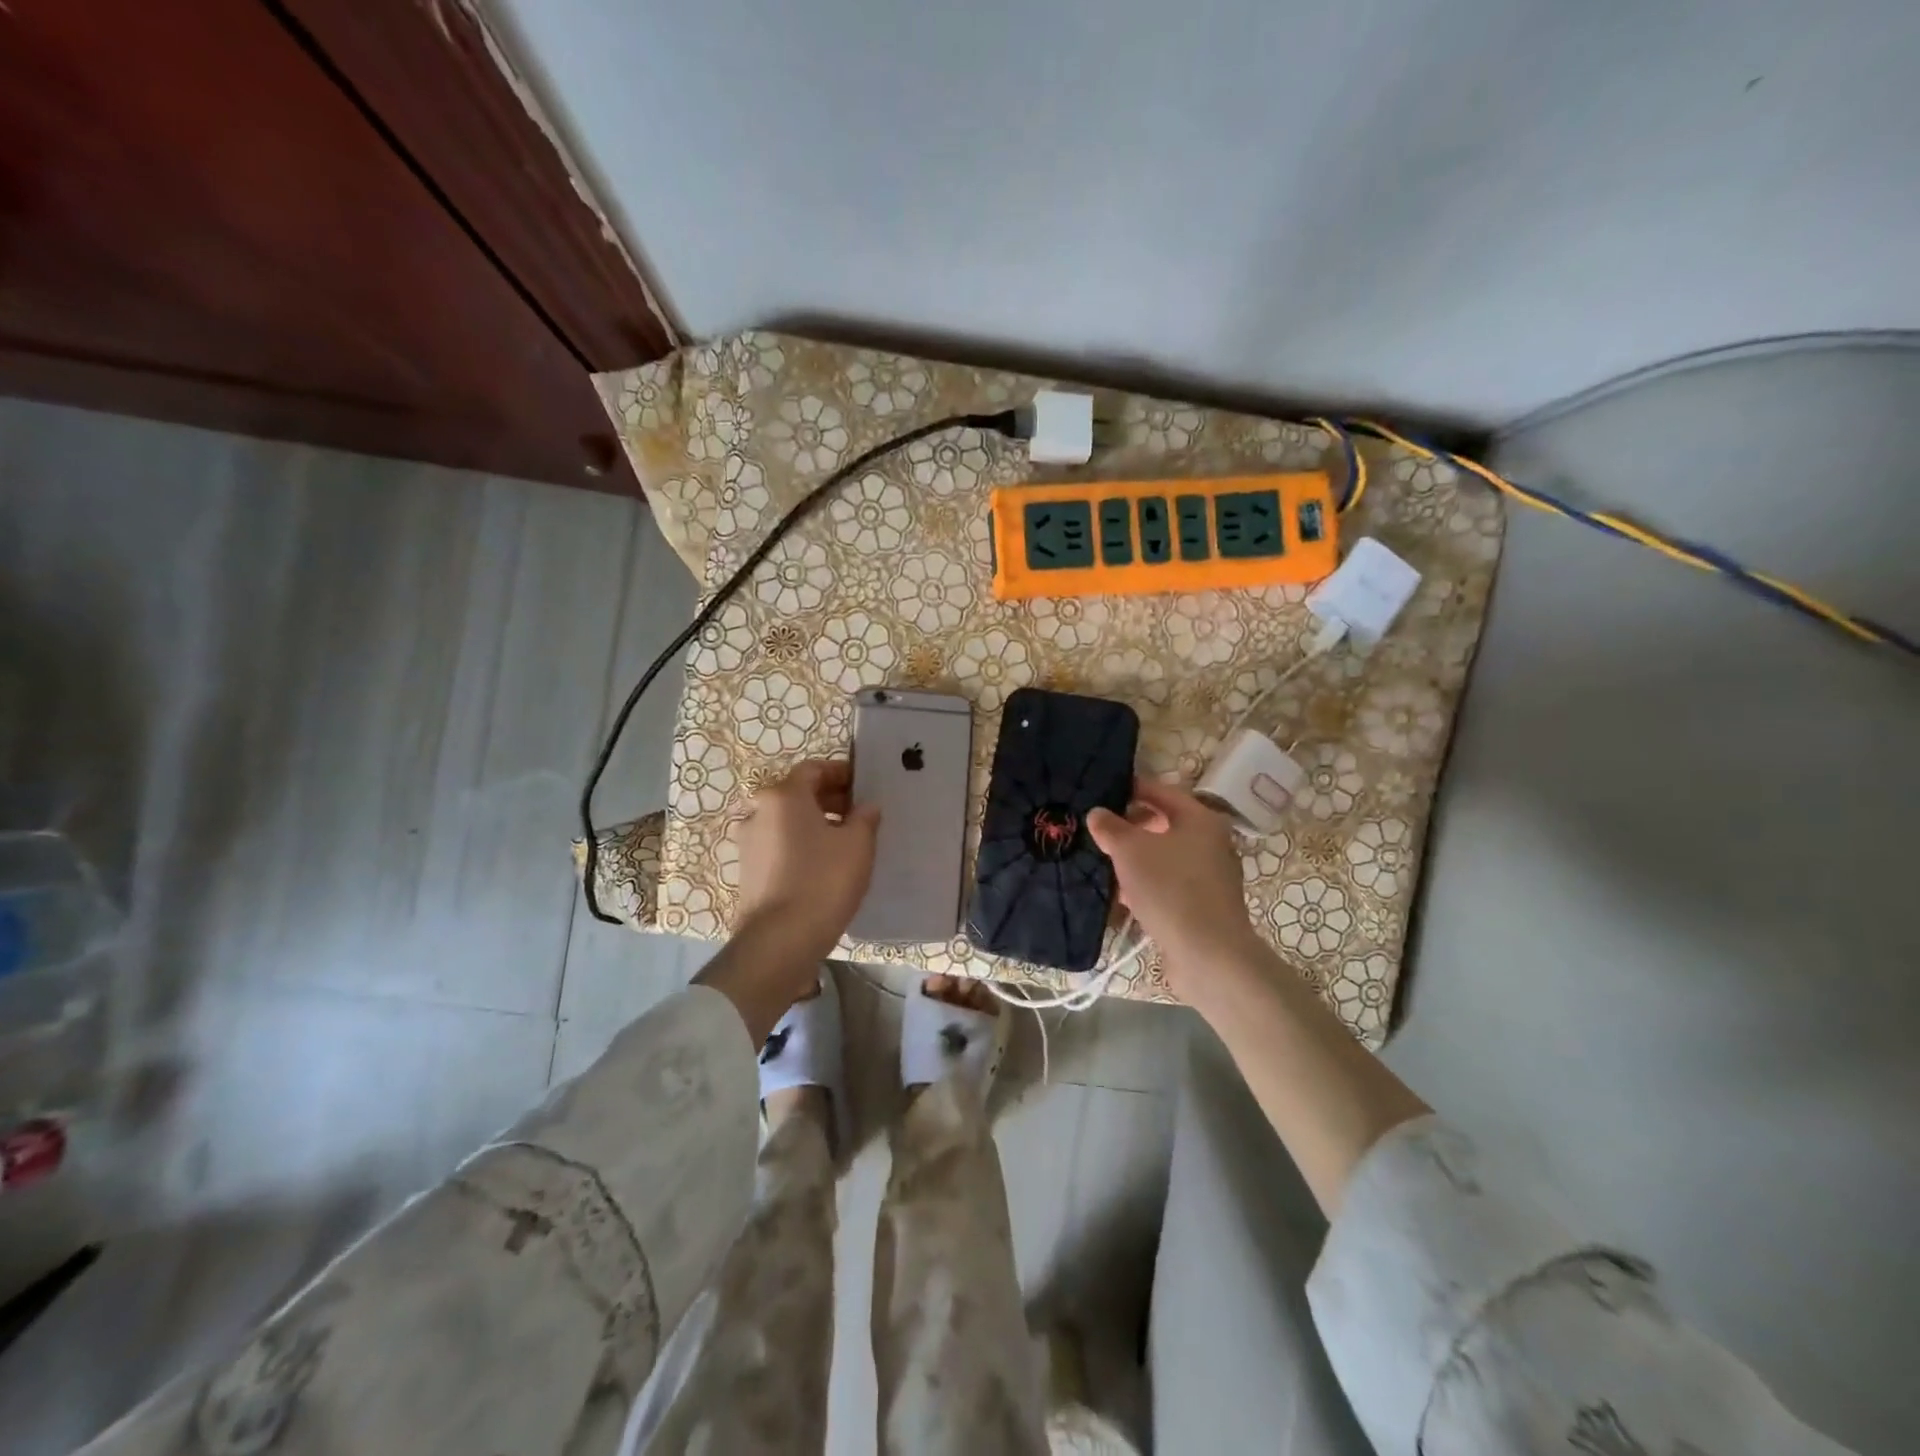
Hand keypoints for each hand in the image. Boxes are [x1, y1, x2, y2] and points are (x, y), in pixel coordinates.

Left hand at [734, 759, 879, 962]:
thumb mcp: (857, 845)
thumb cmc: (823, 881)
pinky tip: (823, 865)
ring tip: (844, 842)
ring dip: (815, 823)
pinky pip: (779, 845)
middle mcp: (759, 811)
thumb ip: (865, 818)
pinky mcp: (747, 871)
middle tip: (859, 813)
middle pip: (797, 794)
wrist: (780, 941)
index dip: (841, 773)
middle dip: (829, 799)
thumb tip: (866, 807)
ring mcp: (748, 842)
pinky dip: (800, 845)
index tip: (864, 786)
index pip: (814, 769)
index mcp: (783, 796)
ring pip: (787, 821)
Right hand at [1087, 777, 1264, 1005]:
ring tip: (1103, 863)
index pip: (1161, 791)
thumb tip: (1098, 813)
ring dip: (1135, 859)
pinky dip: (1146, 884)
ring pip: (1164, 857)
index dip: (1131, 788)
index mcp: (1200, 819)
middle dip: (1130, 827)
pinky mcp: (1203, 905)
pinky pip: (1168, 884)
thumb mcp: (1130, 850)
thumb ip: (1111, 827)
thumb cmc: (1170, 888)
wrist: (1208, 954)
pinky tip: (1121, 896)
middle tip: (1098, 831)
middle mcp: (1211, 842)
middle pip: (1164, 824)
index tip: (1102, 791)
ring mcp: (1210, 876)